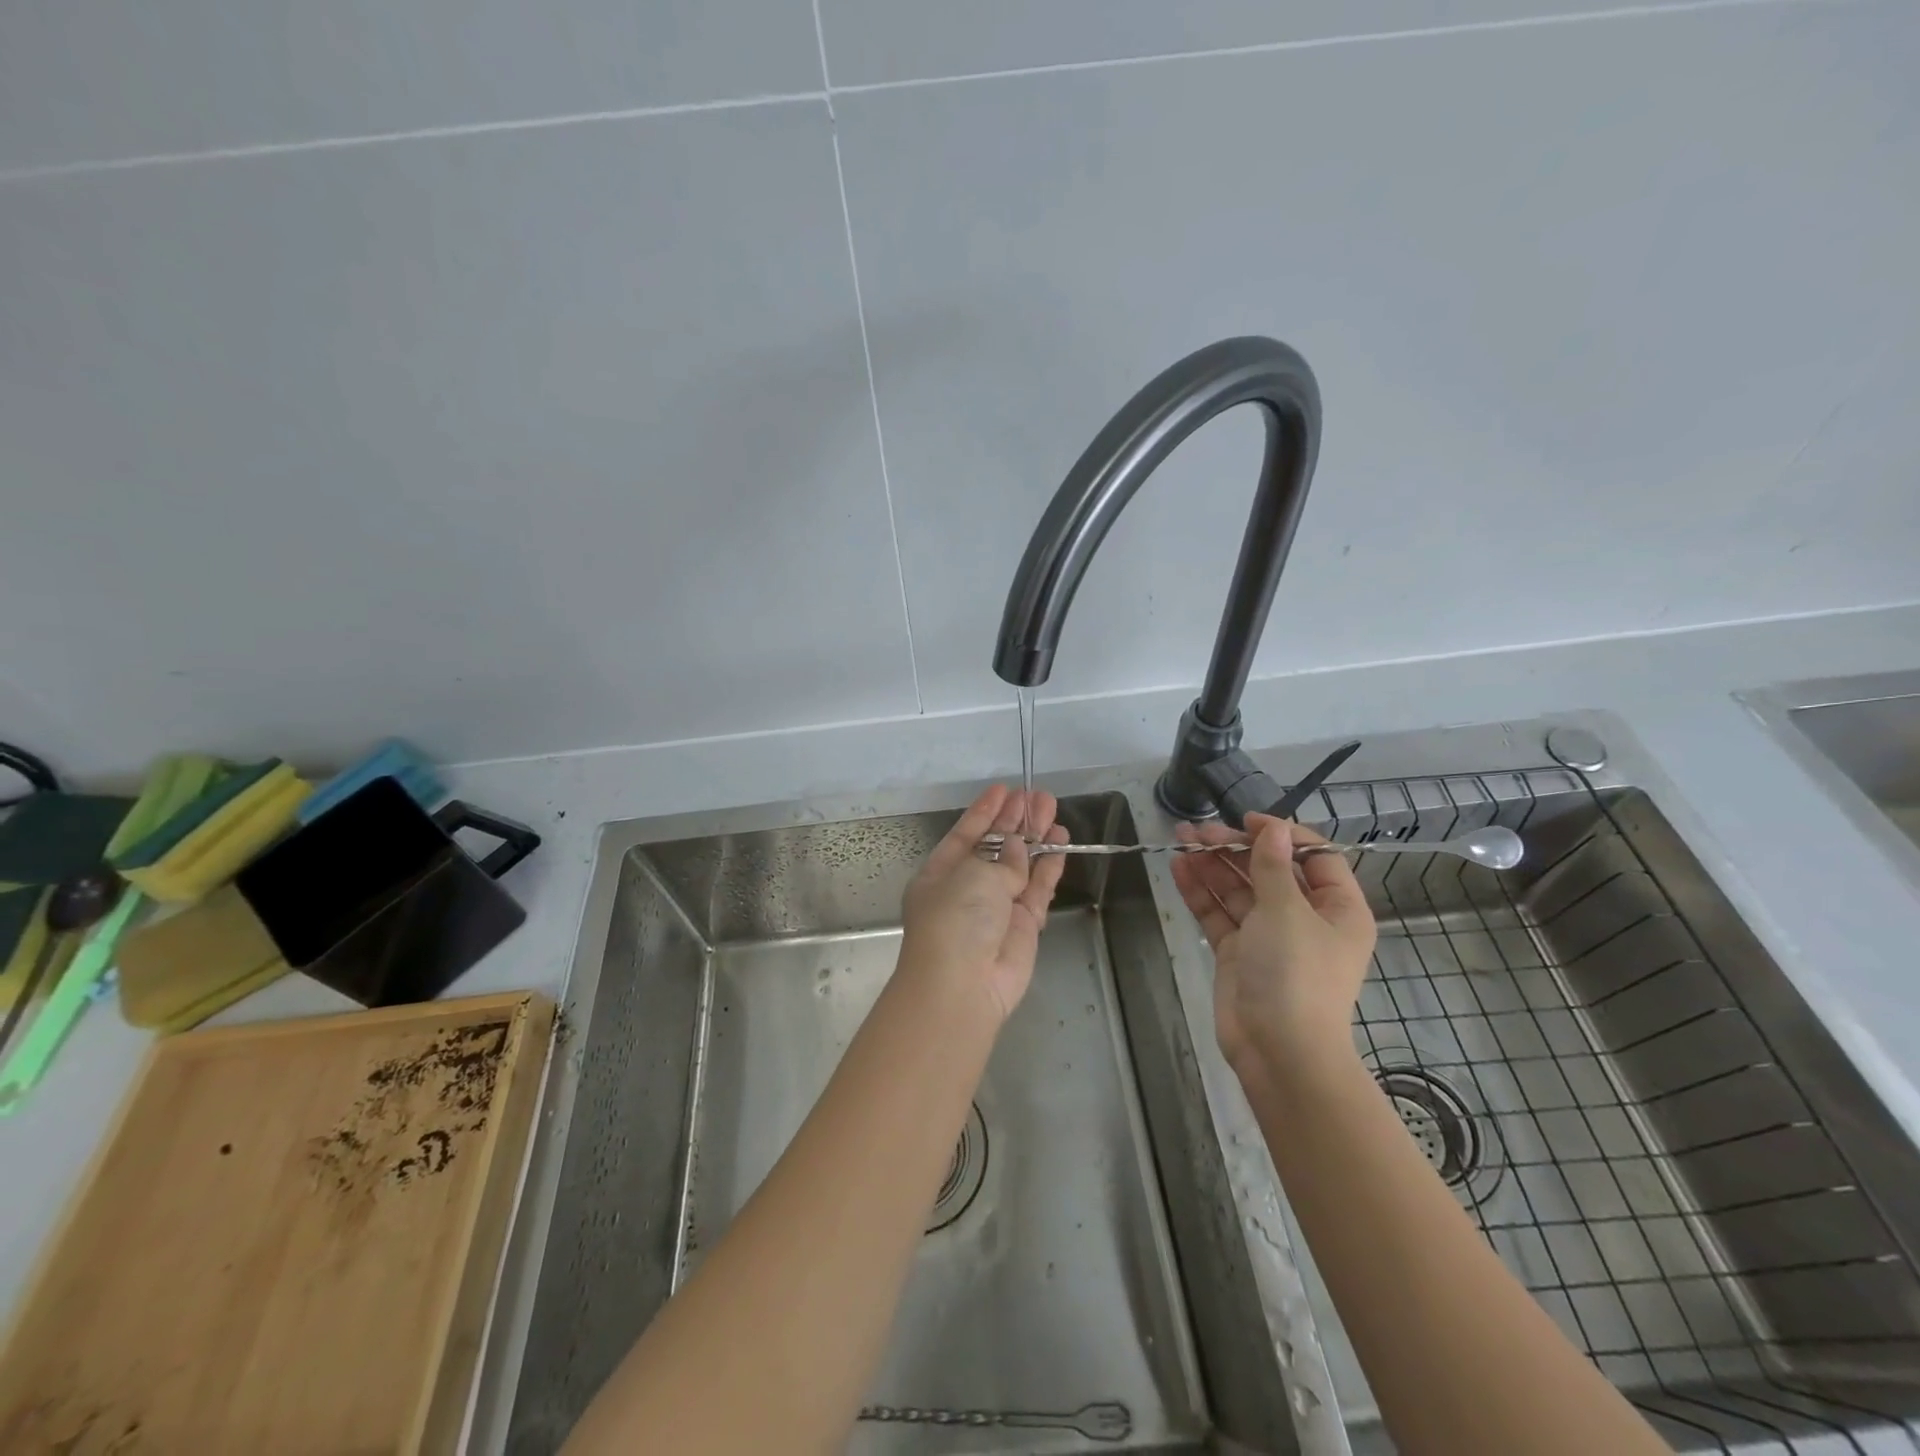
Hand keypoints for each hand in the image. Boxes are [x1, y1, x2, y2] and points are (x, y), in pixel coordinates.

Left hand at [901, 786, 1069, 1022]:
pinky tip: (1060, 844)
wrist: (963, 986)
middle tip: (1038, 795)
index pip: (965, 833)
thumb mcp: (973, 877)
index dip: (984, 811)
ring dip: (1036, 839)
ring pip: (1020, 865)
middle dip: (1015, 820)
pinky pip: (1037, 888)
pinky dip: (1049, 867)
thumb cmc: (955, 920)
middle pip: (995, 846)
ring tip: (1053, 811)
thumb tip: (1017, 849)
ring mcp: (996, 907)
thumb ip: (1001, 859)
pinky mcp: (1023, 925)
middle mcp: (967, 887)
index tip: (1003, 789)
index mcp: (941, 872)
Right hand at [1170, 813, 1376, 1088]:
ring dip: (1212, 864)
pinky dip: (1200, 892)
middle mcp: (1305, 919)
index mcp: (1337, 909)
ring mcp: (1269, 937)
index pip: (1315, 858)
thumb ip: (1272, 866)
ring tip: (1180, 839)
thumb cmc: (1295, 974)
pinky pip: (1219, 914)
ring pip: (1239, 890)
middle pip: (1270, 871)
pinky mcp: (1238, 953)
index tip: (1247, 821)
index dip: (1282, 835)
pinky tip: (1178, 868)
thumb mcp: (1287, 911)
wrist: (1278, 1051)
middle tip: (1199, 831)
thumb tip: (1273, 828)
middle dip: (1235, 848)